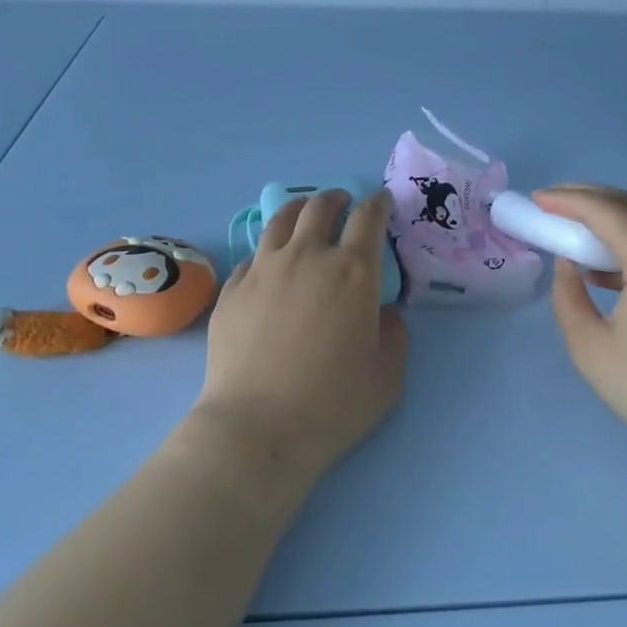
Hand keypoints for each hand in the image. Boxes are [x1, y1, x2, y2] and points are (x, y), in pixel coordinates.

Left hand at [195, 189, 407, 488]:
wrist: (258, 428)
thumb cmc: (333, 404)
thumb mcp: (388, 375)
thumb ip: (394, 334)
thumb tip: (383, 312)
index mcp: (352, 271)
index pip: (368, 217)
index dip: (378, 203)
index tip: (382, 201)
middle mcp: (308, 257)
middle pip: (320, 207)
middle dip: (337, 198)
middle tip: (343, 202)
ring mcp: (264, 269)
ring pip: (280, 220)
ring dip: (299, 209)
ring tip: (304, 213)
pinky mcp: (232, 289)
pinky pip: (252, 256)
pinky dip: (268, 251)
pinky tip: (270, 264)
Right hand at [537, 185, 626, 467]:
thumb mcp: (591, 348)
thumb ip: (568, 297)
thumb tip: (570, 265)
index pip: (603, 209)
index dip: (566, 200)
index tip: (536, 199)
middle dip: (588, 198)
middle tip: (553, 204)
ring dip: (612, 219)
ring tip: (575, 234)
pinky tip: (609, 269)